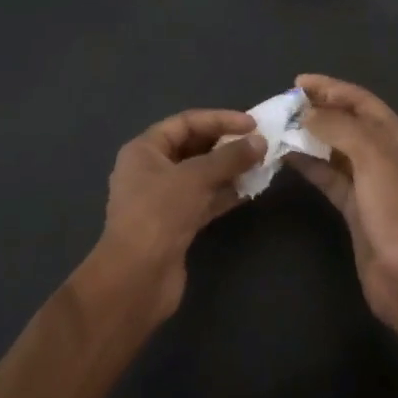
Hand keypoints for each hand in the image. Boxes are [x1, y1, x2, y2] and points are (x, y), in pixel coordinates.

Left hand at [89, 109, 263, 324]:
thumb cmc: (159, 214)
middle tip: (259, 144)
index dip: (219, 119)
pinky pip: (204, 200)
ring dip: (229, 170)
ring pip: (201, 176)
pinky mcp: (175, 225)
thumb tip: (260, 142)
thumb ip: (229, 157)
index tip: (251, 124)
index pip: (185, 123)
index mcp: (144, 150)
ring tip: (261, 165)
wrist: (137, 278)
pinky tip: (250, 191)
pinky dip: (225, 194)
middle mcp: (150, 170)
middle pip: (193, 148)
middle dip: (225, 145)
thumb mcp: (195, 178)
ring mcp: (162, 200)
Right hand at [285, 75, 397, 346]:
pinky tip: (286, 157)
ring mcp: (368, 181)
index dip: (331, 87)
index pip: (360, 100)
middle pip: (346, 121)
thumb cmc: (395, 209)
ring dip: (308, 136)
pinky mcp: (353, 206)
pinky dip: (308, 164)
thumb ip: (338, 128)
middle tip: (283, 105)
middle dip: (318, 109)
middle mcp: (382, 153)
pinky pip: (327, 175)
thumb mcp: (372, 158)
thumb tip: (307, 114)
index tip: (298, 82)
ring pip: (334, 148)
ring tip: (278, 127)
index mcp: (394, 136)